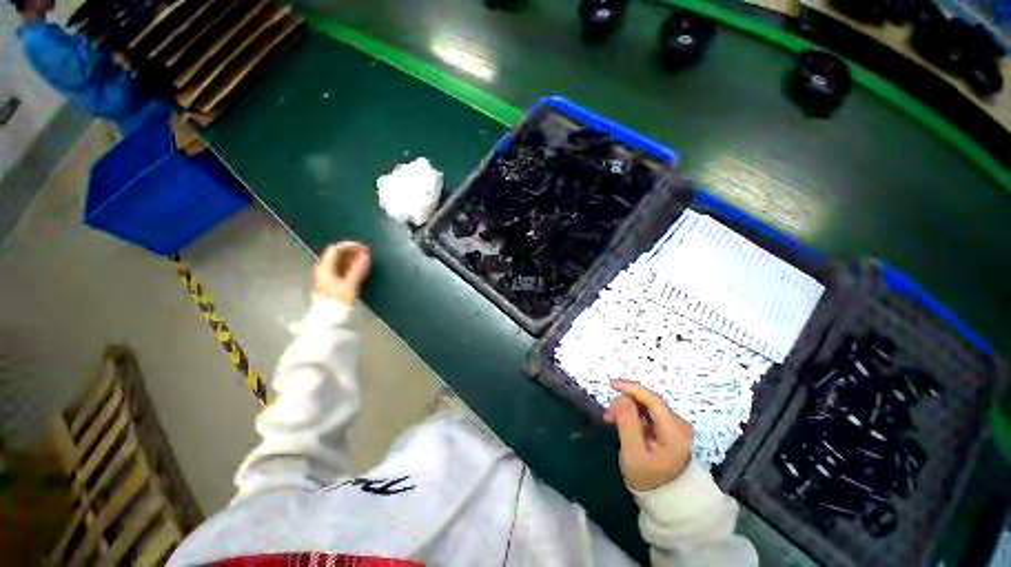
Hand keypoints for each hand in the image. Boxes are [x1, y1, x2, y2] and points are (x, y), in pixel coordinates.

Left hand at [314, 242, 370, 306]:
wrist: (329, 320)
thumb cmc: (338, 302)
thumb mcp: (349, 285)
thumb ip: (357, 269)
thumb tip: (366, 255)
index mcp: (325, 268)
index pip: (335, 249)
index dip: (349, 246)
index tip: (363, 247)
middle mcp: (324, 270)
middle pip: (337, 255)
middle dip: (352, 251)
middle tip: (367, 253)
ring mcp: (327, 277)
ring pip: (340, 262)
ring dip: (353, 259)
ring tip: (366, 260)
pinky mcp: (333, 284)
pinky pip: (342, 270)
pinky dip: (351, 267)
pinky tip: (360, 269)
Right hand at [603, 379, 693, 491]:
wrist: (667, 500)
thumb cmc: (648, 479)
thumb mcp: (633, 453)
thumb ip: (627, 423)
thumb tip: (622, 398)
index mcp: (675, 431)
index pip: (653, 400)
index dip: (631, 388)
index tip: (611, 384)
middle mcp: (679, 424)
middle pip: (648, 401)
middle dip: (625, 403)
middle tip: (607, 416)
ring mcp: (676, 426)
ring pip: (647, 406)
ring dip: (627, 409)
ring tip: (612, 421)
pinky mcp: (670, 429)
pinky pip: (649, 413)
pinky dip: (633, 414)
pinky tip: (623, 423)